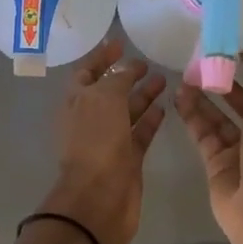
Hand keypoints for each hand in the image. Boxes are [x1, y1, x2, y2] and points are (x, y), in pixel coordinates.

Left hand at [40, 37, 168, 243]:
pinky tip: (166, 107)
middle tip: (149, 63)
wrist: (99, 199)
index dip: (102, 57)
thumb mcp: (104, 100)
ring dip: (143, 95)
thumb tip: (127, 68)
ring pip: (127, 111)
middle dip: (126, 76)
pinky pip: (139, 133)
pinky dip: (151, 120)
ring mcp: (109, 140)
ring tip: (164, 80)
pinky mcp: (127, 159)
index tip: (120, 44)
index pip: (87, 71)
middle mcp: (90, 119)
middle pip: (109, 91)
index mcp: (76, 101)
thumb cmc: (96, 143)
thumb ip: (117, 80)